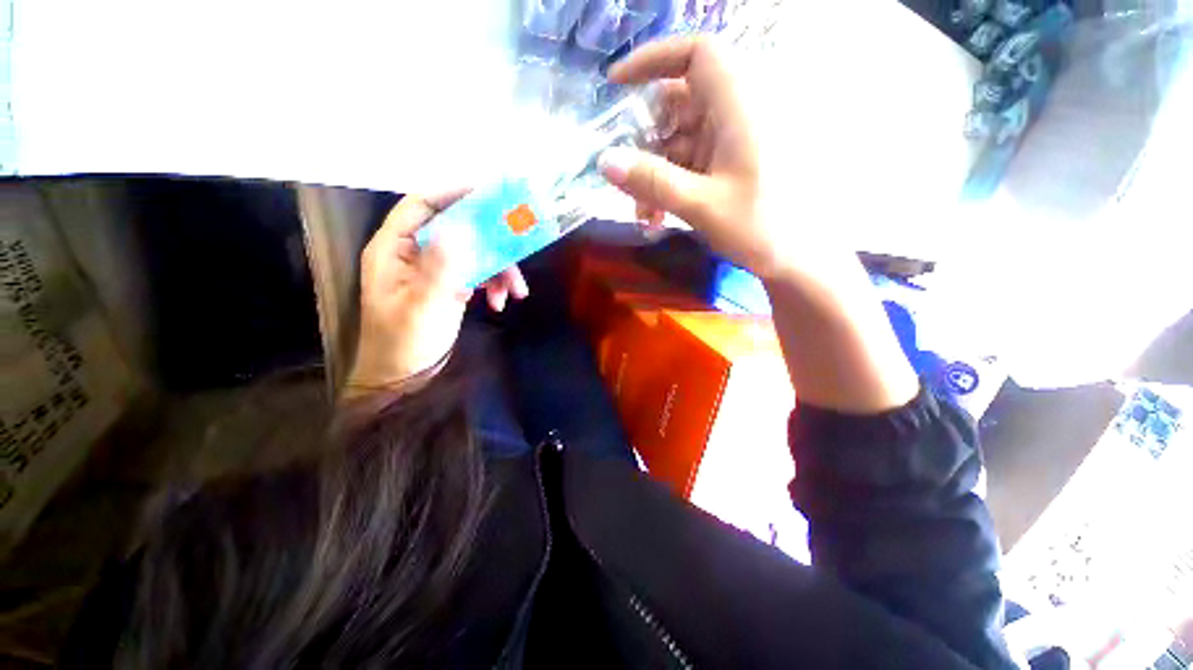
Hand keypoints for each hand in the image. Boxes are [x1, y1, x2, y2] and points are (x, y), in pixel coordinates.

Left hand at [347, 191, 528, 393]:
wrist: (406, 379)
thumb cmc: (406, 343)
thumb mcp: (425, 305)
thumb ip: (442, 266)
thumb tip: (462, 228)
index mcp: (394, 249)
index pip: (421, 206)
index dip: (452, 193)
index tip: (488, 193)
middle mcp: (414, 253)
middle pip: (457, 229)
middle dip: (490, 242)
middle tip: (519, 247)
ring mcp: (434, 270)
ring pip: (473, 253)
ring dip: (498, 269)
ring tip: (515, 292)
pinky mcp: (449, 286)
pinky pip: (477, 274)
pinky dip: (493, 285)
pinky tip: (500, 302)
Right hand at [599, 37, 783, 278]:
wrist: (796, 260)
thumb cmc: (760, 228)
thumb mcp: (700, 205)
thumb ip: (652, 182)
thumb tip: (605, 161)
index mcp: (740, 107)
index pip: (696, 54)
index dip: (653, 59)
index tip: (616, 84)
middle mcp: (737, 114)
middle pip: (678, 103)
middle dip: (645, 140)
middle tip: (625, 175)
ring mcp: (733, 141)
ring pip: (679, 139)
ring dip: (654, 173)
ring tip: (643, 213)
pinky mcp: (729, 163)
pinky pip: (689, 162)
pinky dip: (669, 184)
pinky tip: (658, 216)